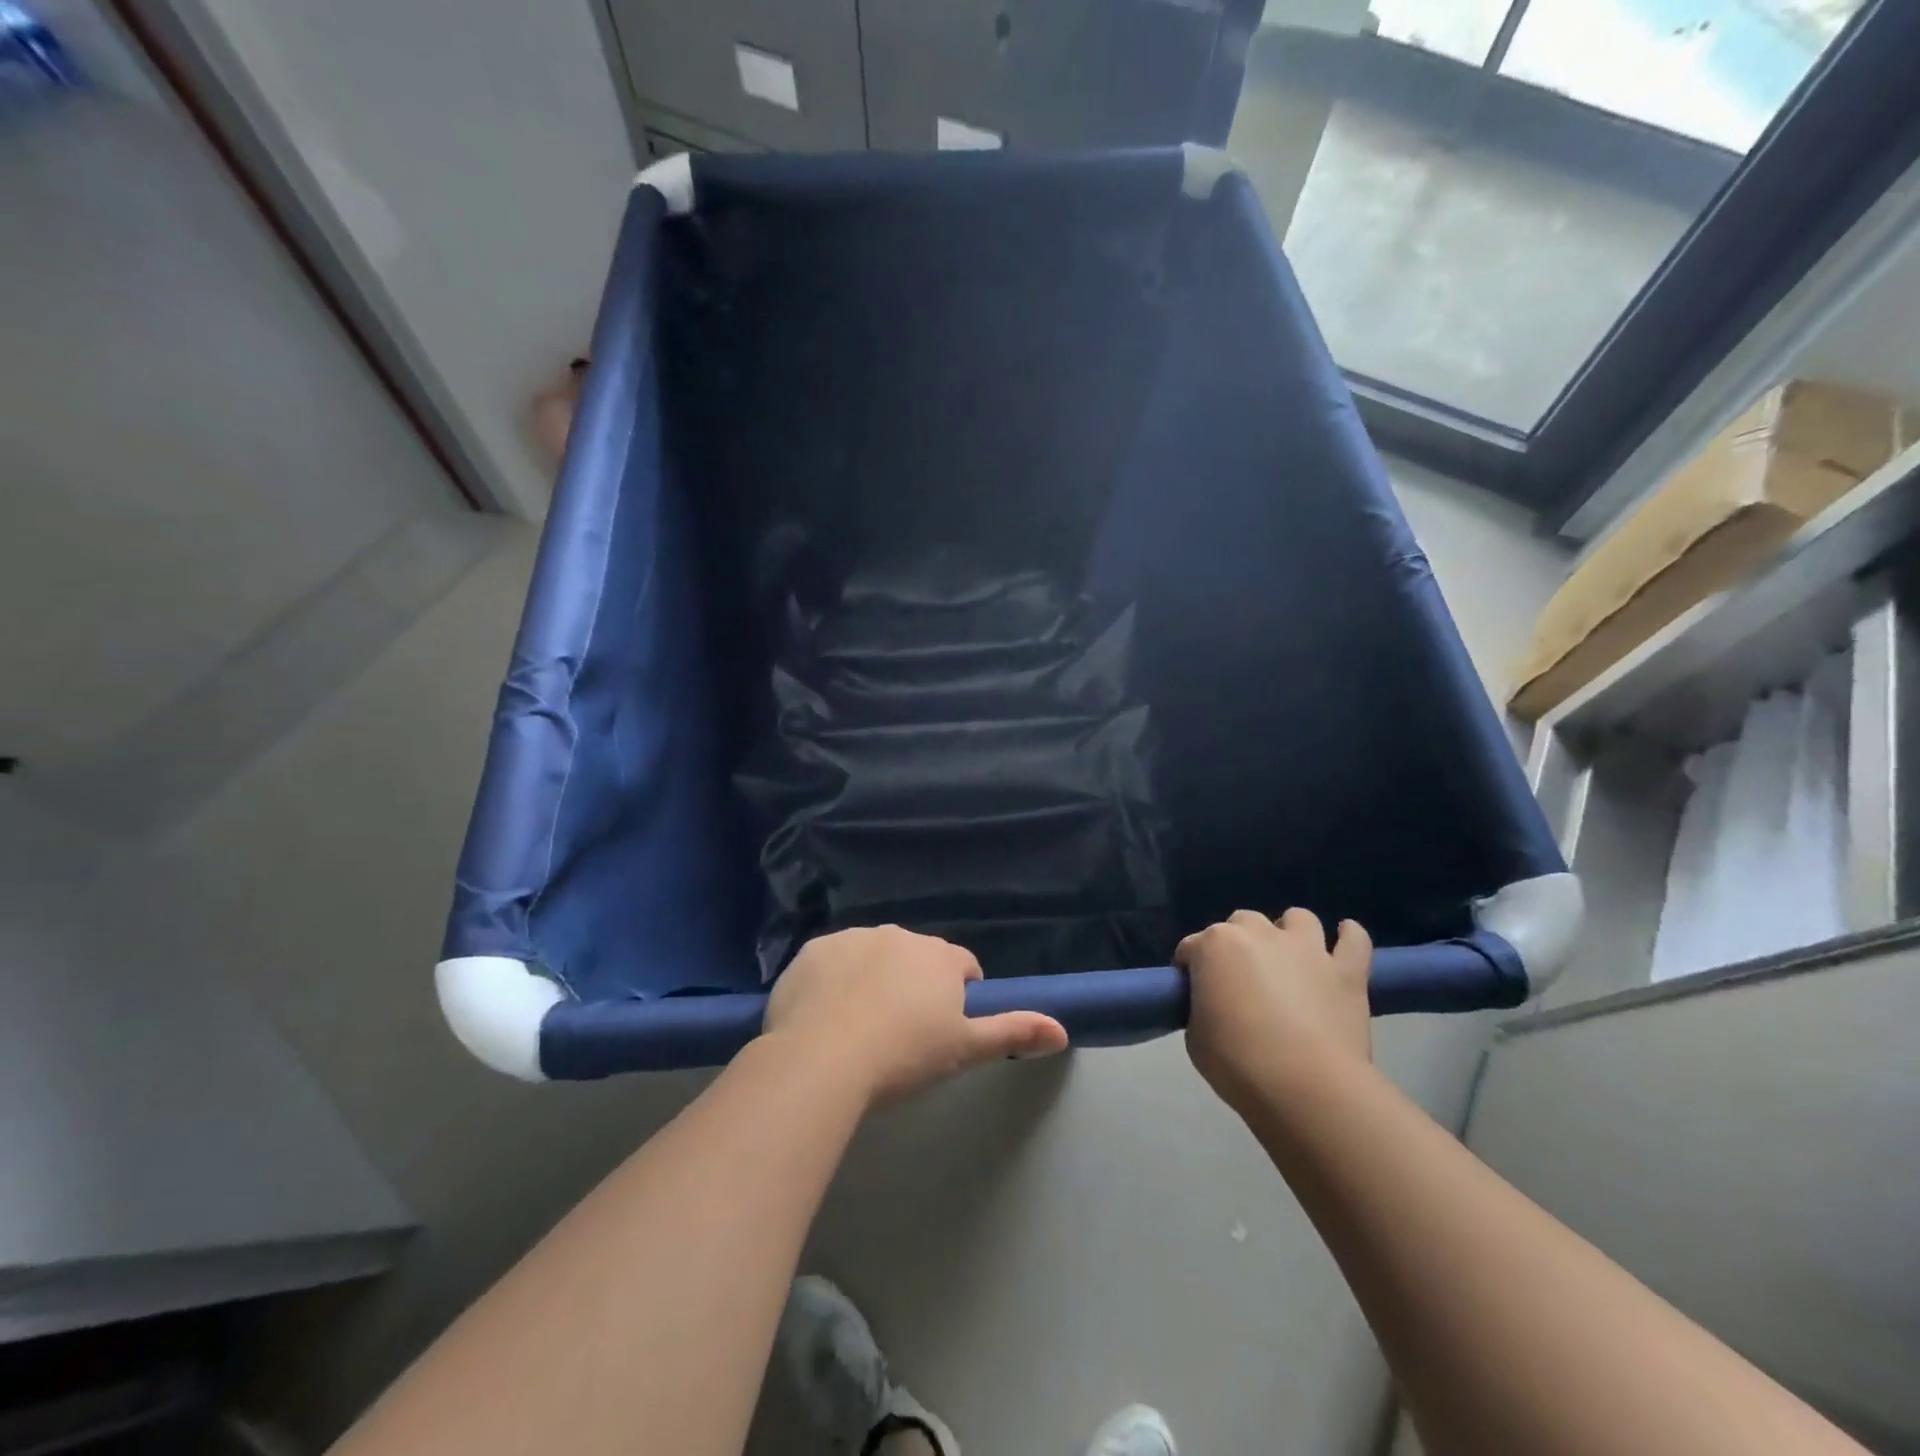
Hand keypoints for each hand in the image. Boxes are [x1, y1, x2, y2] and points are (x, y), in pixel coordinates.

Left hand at [762, 925, 1068, 1105]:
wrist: (822, 1060)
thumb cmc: (904, 1055)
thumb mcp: (964, 1050)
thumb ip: (1013, 1033)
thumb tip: (1063, 1030)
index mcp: (939, 956)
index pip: (963, 966)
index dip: (959, 995)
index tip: (944, 1028)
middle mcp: (898, 935)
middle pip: (916, 958)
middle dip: (915, 985)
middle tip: (901, 1033)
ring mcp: (851, 939)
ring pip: (872, 956)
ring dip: (874, 980)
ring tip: (860, 1029)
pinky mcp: (812, 951)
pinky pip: (831, 963)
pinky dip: (833, 982)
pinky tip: (824, 1018)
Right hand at [1176, 908, 1372, 1111]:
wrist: (1305, 1086)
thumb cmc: (1237, 1062)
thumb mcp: (1195, 1036)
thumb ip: (1202, 1007)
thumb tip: (1214, 1005)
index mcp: (1215, 945)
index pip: (1191, 947)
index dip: (1191, 969)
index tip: (1193, 993)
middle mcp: (1259, 934)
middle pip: (1242, 922)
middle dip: (1238, 943)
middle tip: (1240, 979)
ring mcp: (1307, 949)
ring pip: (1298, 918)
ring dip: (1290, 933)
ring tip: (1289, 959)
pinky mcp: (1346, 971)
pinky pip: (1355, 940)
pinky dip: (1349, 937)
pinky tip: (1344, 940)